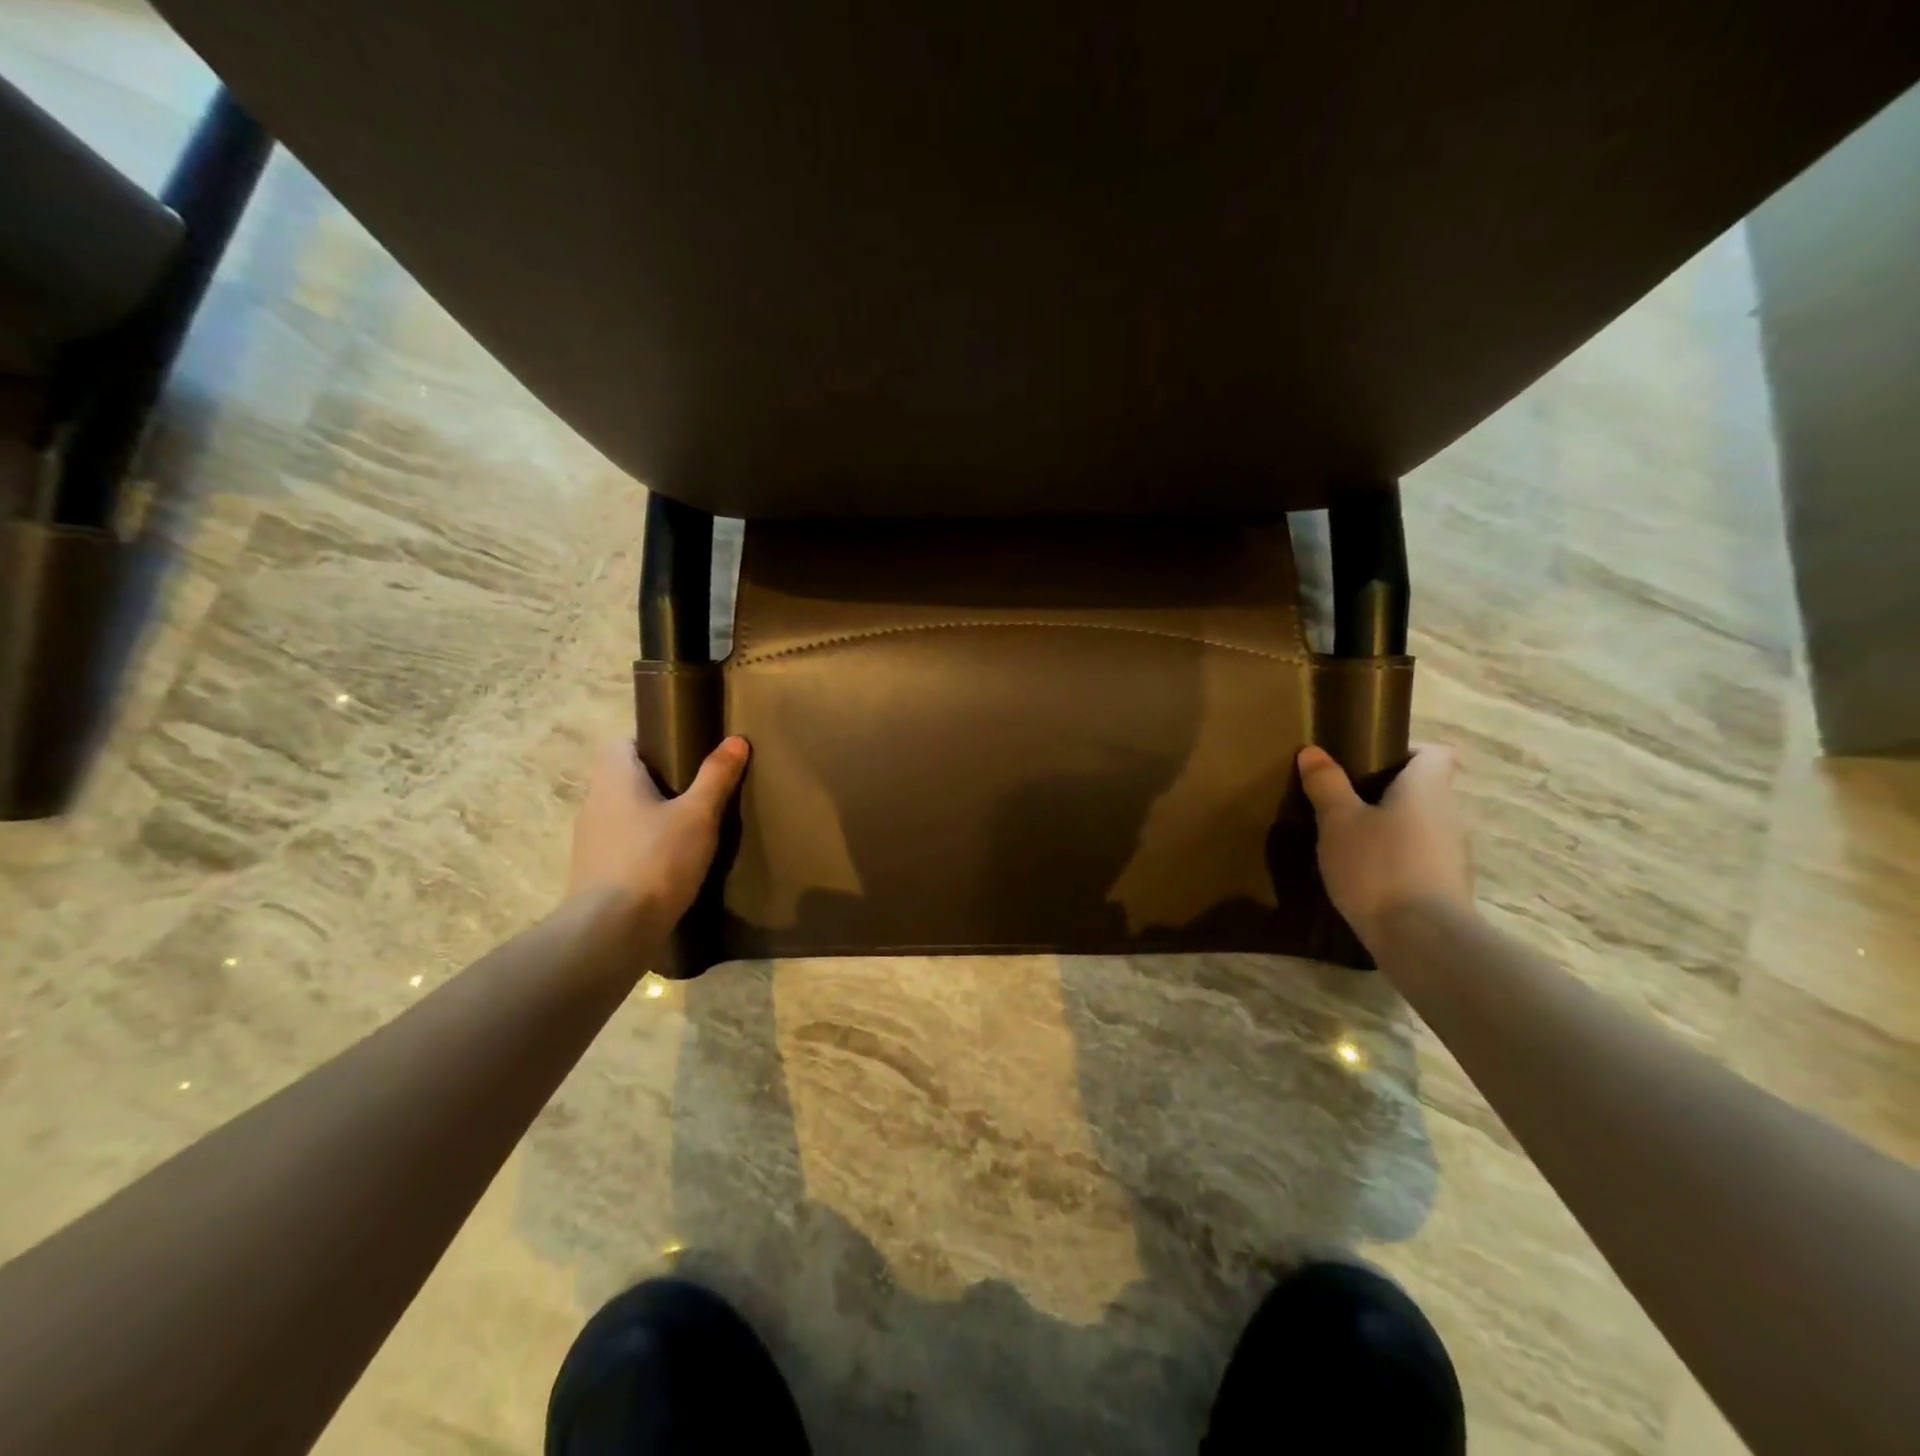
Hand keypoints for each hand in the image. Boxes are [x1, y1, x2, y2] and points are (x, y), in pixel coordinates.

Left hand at [567, 736, 749, 928]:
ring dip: (650, 813)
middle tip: (697, 788)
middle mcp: (595, 801)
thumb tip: (736, 739)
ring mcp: (590, 838)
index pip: (621, 743)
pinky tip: (670, 859)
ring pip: (622, 811)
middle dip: (657, 780)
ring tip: (688, 825)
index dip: (650, 743)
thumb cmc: (656, 860)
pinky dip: (643, 842)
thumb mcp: (698, 816)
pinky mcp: (594, 869)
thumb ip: (716, 776)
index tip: (685, 753)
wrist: (611, 930)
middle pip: (623, 776)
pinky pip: (621, 841)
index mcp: (615, 778)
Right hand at [1297, 743, 1474, 952]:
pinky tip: (1366, 875)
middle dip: (1389, 792)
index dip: (1409, 751)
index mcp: (1427, 788)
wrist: (1422, 939)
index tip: (1372, 761)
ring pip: (1421, 826)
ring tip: (1350, 840)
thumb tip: (1313, 751)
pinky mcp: (1447, 886)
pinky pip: (1420, 858)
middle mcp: (1449, 814)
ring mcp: (1453, 853)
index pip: (1437, 753)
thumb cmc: (1378, 866)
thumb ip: (1326, 785)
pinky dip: (1397, 859)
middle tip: (1345, 801)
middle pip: (1426, 790)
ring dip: (1392, 828)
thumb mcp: (1338, 821)